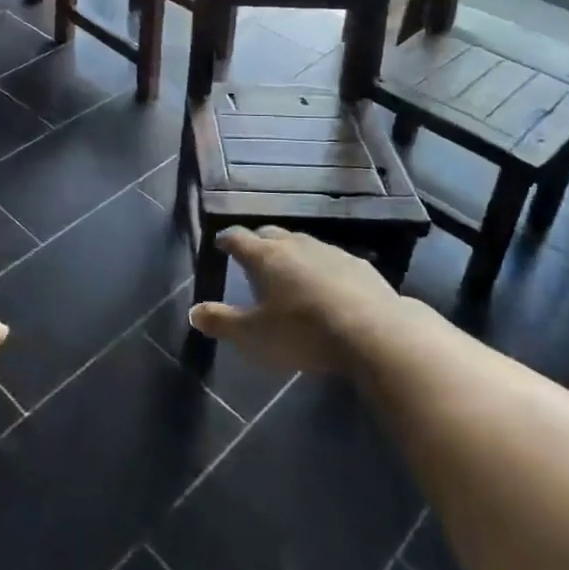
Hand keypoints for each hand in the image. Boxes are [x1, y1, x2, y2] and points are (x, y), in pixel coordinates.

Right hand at [189, 226, 409, 375]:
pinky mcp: (358, 265)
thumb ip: (222, 322)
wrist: (375, 333)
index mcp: (265, 256)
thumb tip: (193, 311)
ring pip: (301, 243)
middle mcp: (294, 244)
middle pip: (269, 233)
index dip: (226, 240)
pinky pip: (330, 259)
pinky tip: (326, 285)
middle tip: (251, 255)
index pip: (237, 238)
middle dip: (257, 241)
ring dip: (290, 253)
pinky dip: (320, 267)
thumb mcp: (254, 336)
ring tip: (287, 271)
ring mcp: (329, 251)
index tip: (219, 244)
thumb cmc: (303, 332)